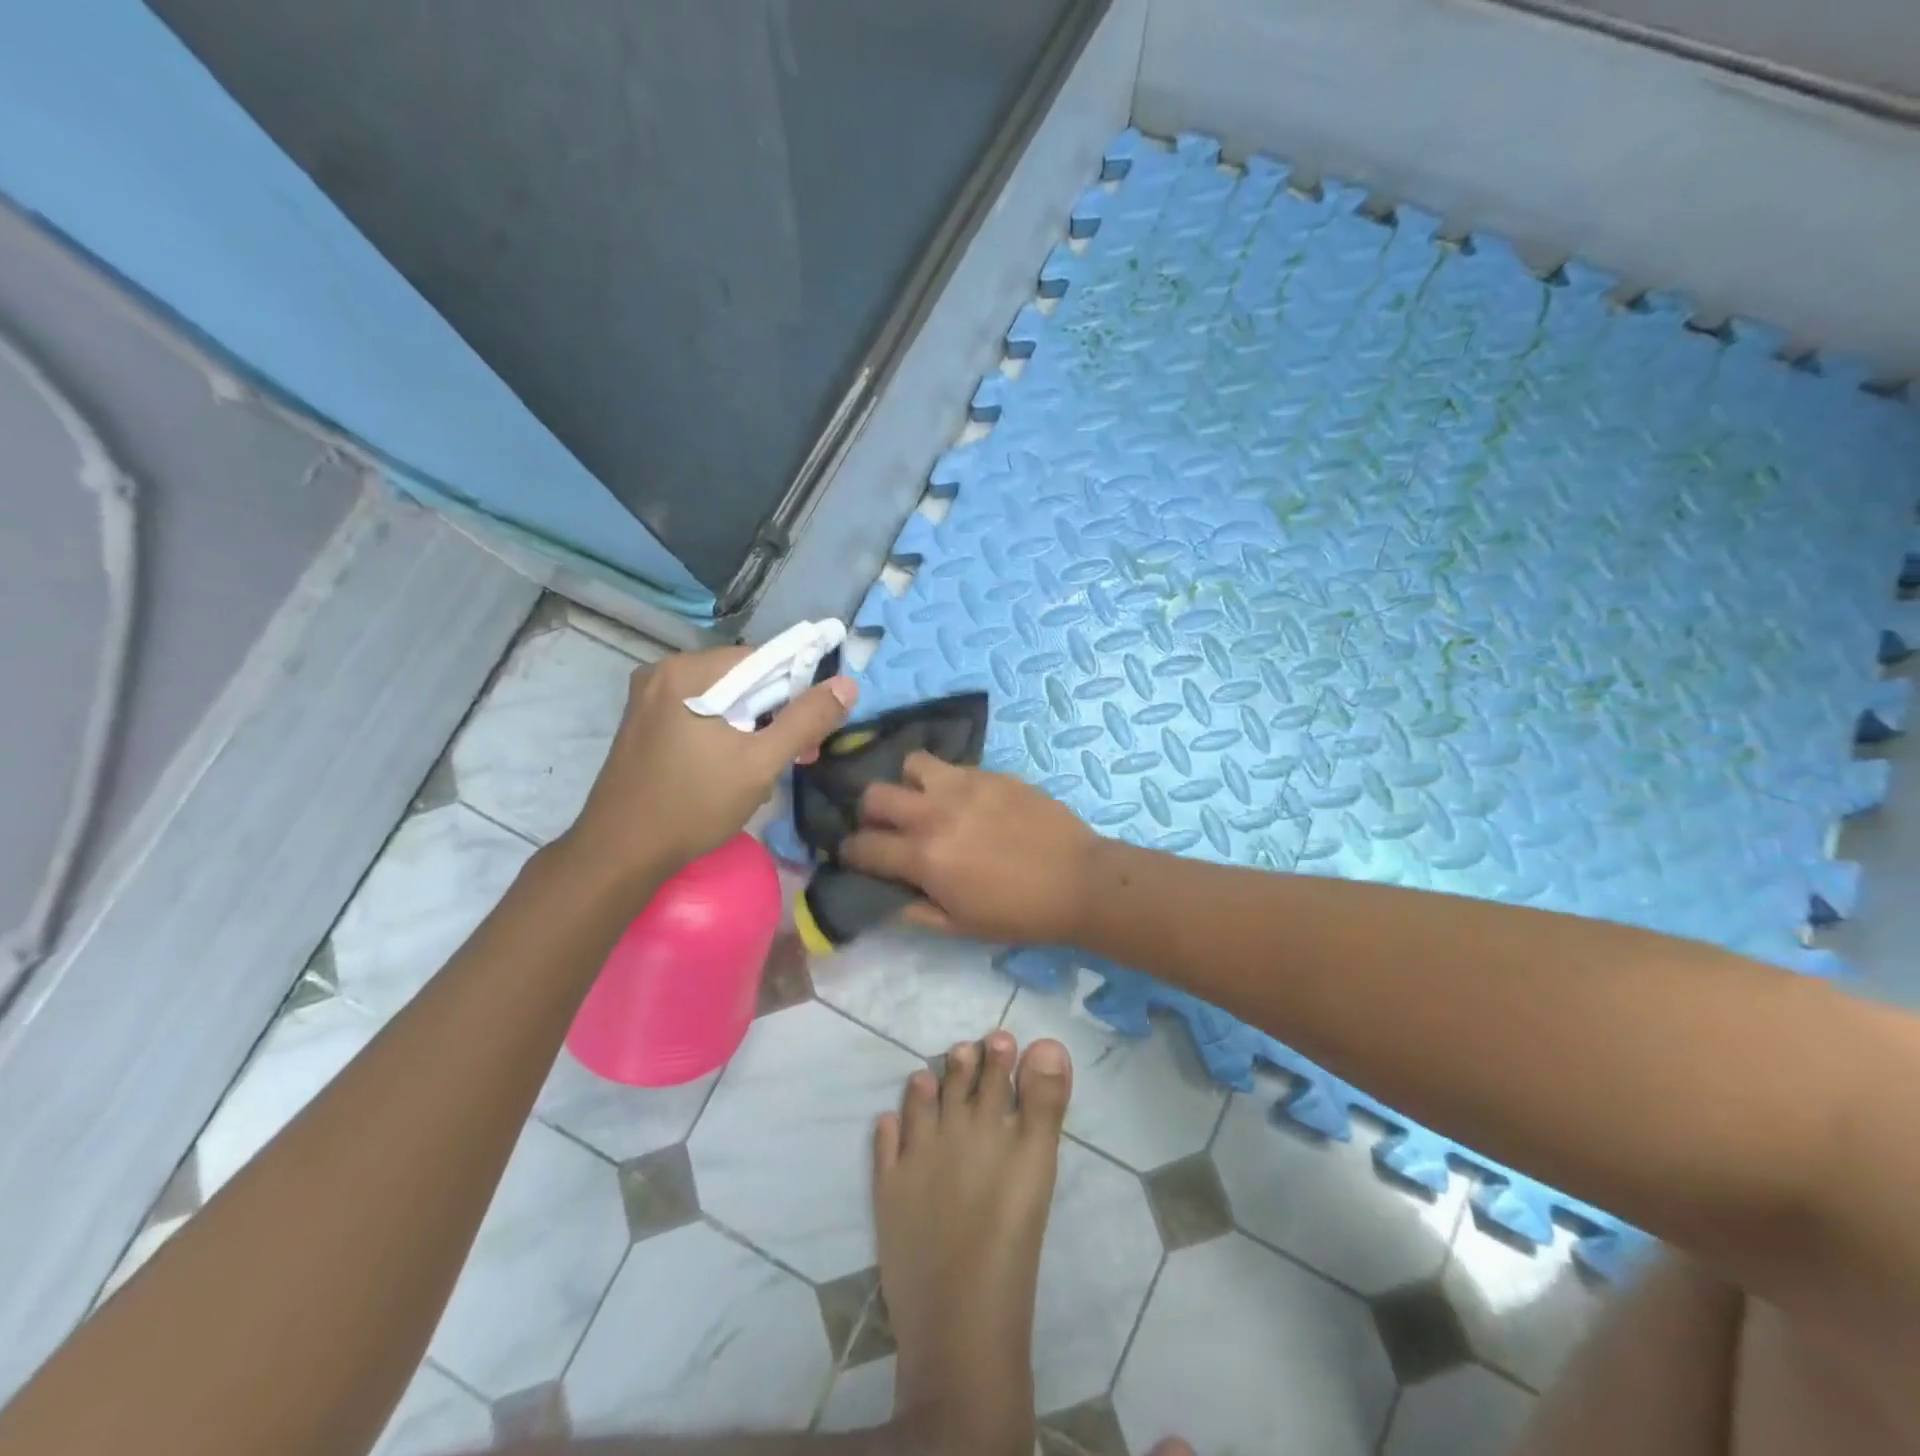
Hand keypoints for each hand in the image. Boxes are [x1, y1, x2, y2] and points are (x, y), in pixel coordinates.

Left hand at [563, 646, 855, 884]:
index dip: (796, 689)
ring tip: (767, 768)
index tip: (812, 729)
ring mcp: (648, 699)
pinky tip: (733, 768)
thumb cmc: (693, 805)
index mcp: (687, 672)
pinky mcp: (643, 725)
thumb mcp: (760, 764)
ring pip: (722, 700)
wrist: (619, 854)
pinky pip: (699, 715)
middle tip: (797, 755)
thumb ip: (806, 720)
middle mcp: (662, 673)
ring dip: (752, 727)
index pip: (762, 659)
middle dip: (774, 714)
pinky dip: (725, 734)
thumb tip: (847, 685)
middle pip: (741, 679)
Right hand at [841, 753, 1098, 945]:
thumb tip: (888, 895)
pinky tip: (964, 800)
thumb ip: (915, 910)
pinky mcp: (992, 773)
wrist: (1079, 880)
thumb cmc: (1019, 913)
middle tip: (887, 826)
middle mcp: (935, 813)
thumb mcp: (960, 926)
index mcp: (924, 857)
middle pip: (875, 794)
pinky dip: (947, 782)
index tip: (856, 855)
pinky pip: (953, 766)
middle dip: (871, 812)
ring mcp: (965, 786)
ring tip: (926, 801)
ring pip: (912, 764)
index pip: (863, 845)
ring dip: (909, 784)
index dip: (851, 852)